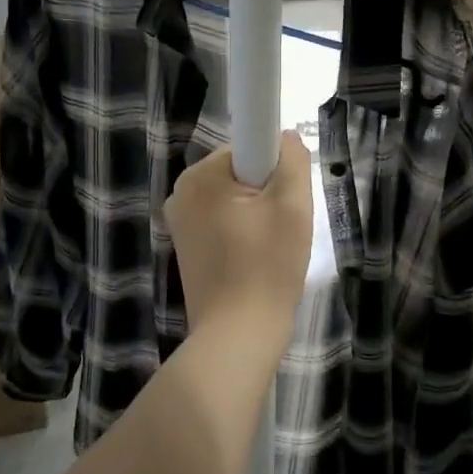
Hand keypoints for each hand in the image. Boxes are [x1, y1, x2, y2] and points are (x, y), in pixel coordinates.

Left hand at [167, 132, 313, 348]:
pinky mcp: (186, 247)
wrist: (238, 335)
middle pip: (241, 172)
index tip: (285, 199)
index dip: (275, 168)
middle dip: (267, 192)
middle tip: (283, 227)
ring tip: (270, 248)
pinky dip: (243, 233)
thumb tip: (284, 137)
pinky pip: (223, 221)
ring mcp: (179, 221)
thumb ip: (292, 160)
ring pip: (234, 199)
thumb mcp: (293, 206)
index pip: (249, 146)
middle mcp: (181, 192)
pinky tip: (254, 260)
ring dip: (258, 214)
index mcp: (200, 176)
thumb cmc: (267, 267)